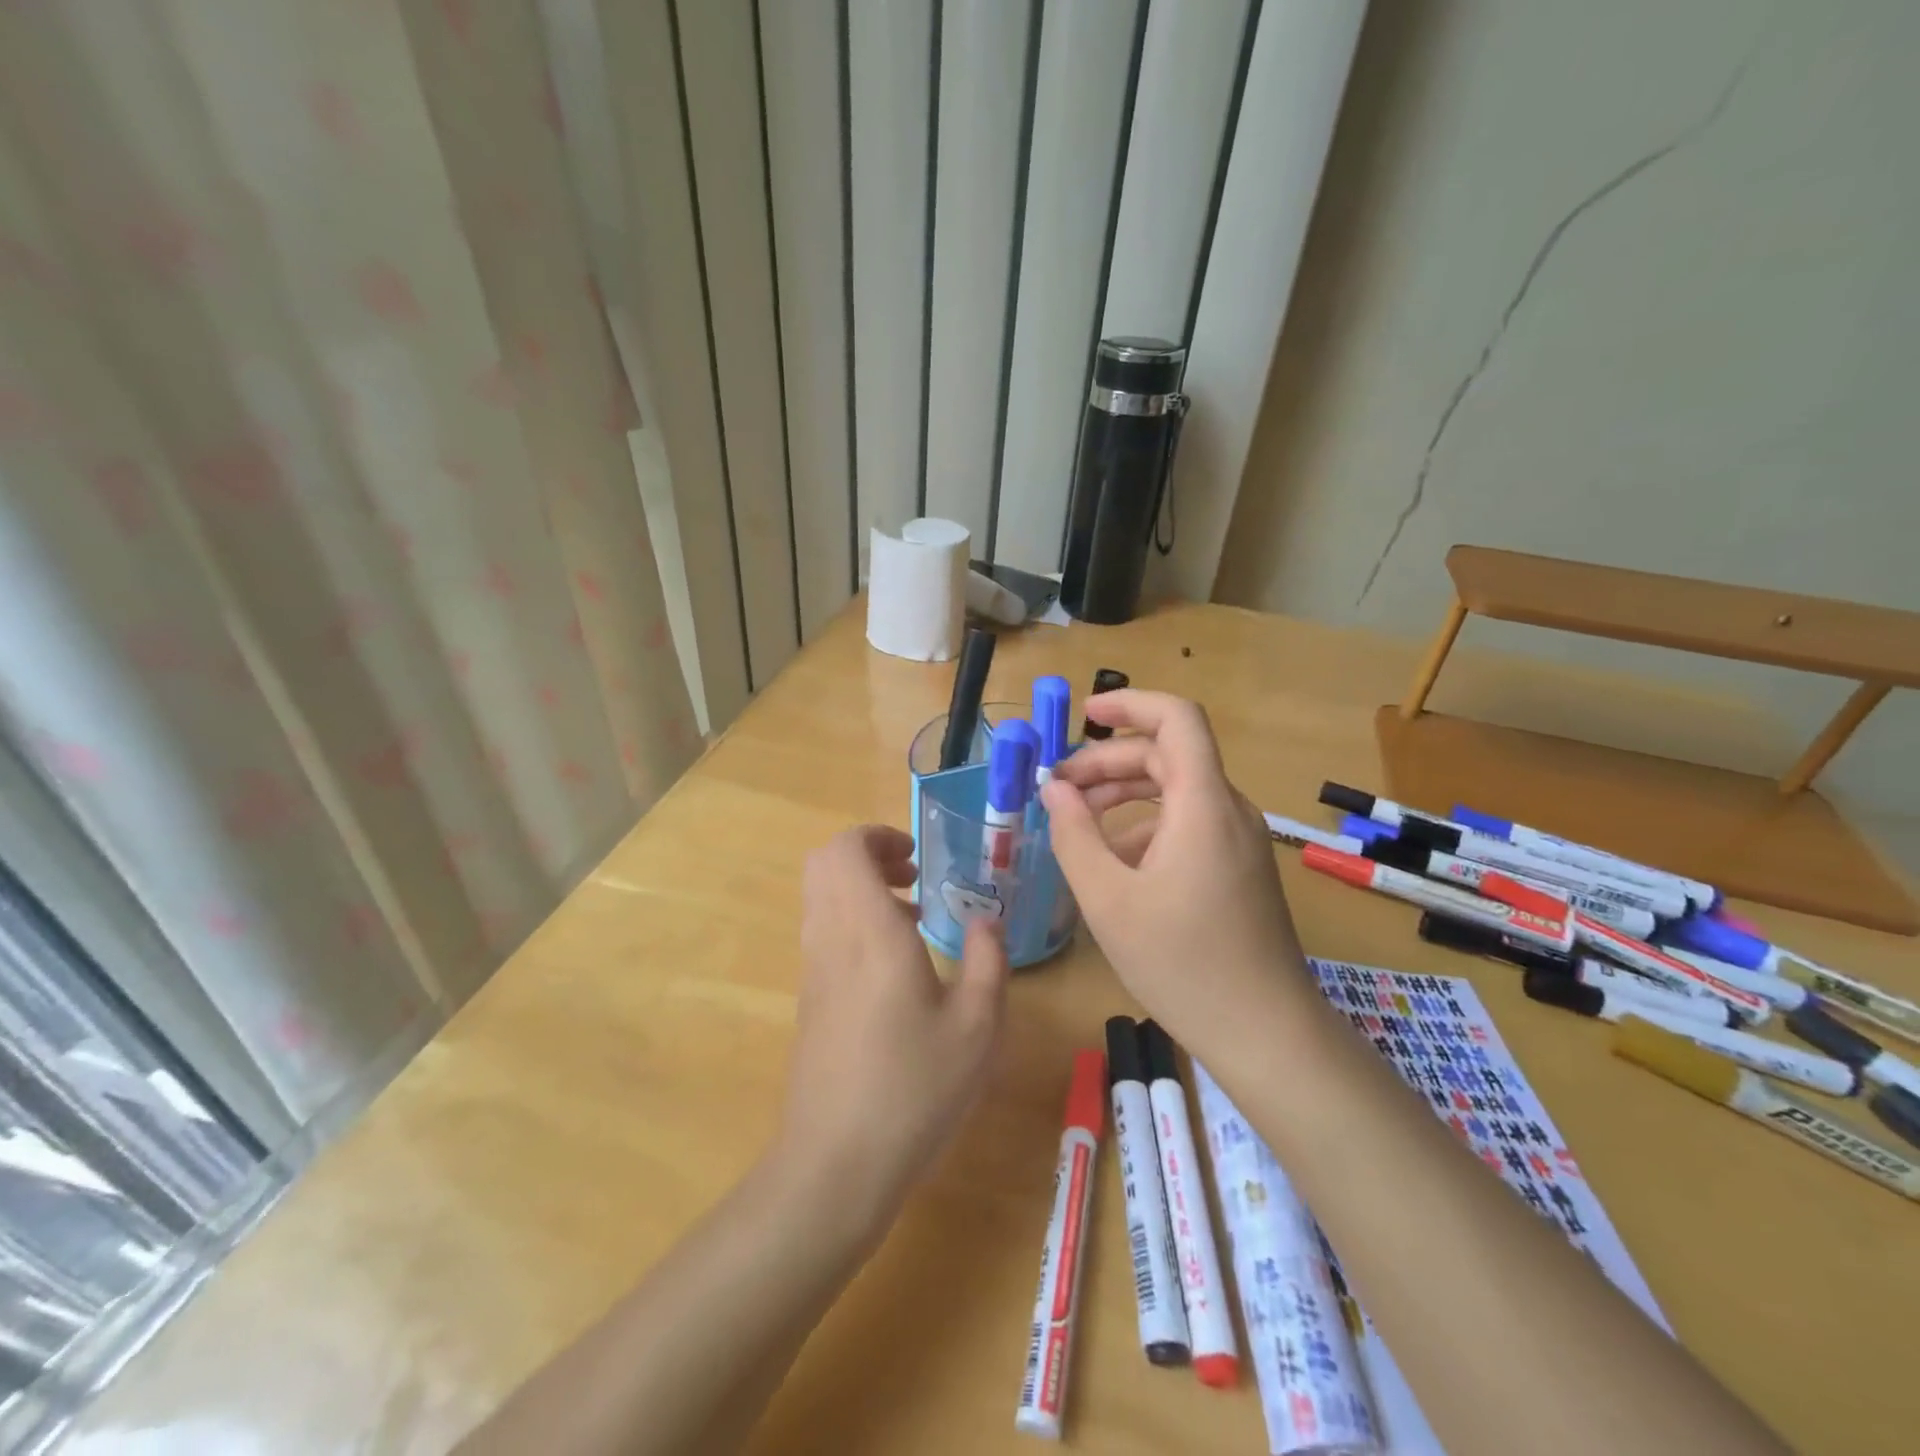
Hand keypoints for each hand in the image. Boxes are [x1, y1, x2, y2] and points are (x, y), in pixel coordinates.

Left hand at [779, 825, 1010, 1226]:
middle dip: (868, 855)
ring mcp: (813, 969)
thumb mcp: (977, 1026)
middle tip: (913, 877)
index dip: (877, 836)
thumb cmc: (914, 1089)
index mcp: (868, 931)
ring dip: (861, 888)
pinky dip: (853, 921)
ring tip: (912, 918)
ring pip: (821, 896)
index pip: (844, 849)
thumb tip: (987, 919)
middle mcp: (831, 938)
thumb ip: (988, 960)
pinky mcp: (809, 998)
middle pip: (824, 864)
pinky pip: (823, 930)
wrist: (835, 1164)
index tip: (917, 857)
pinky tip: (895, 966)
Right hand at [1040, 691, 1323, 1055]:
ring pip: (1176, 791)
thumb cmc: (1183, 964)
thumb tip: (1054, 790)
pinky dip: (1146, 826)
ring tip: (1076, 821)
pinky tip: (1113, 863)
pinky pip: (1188, 824)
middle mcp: (1227, 810)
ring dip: (1123, 793)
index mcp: (1202, 805)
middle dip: (1108, 762)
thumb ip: (1074, 836)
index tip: (1084, 716)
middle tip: (1058, 789)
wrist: (1267, 1033)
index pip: (1177, 719)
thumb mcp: (1108, 900)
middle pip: (1167, 756)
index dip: (1130, 704)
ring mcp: (1238, 840)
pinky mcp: (1239, 868)